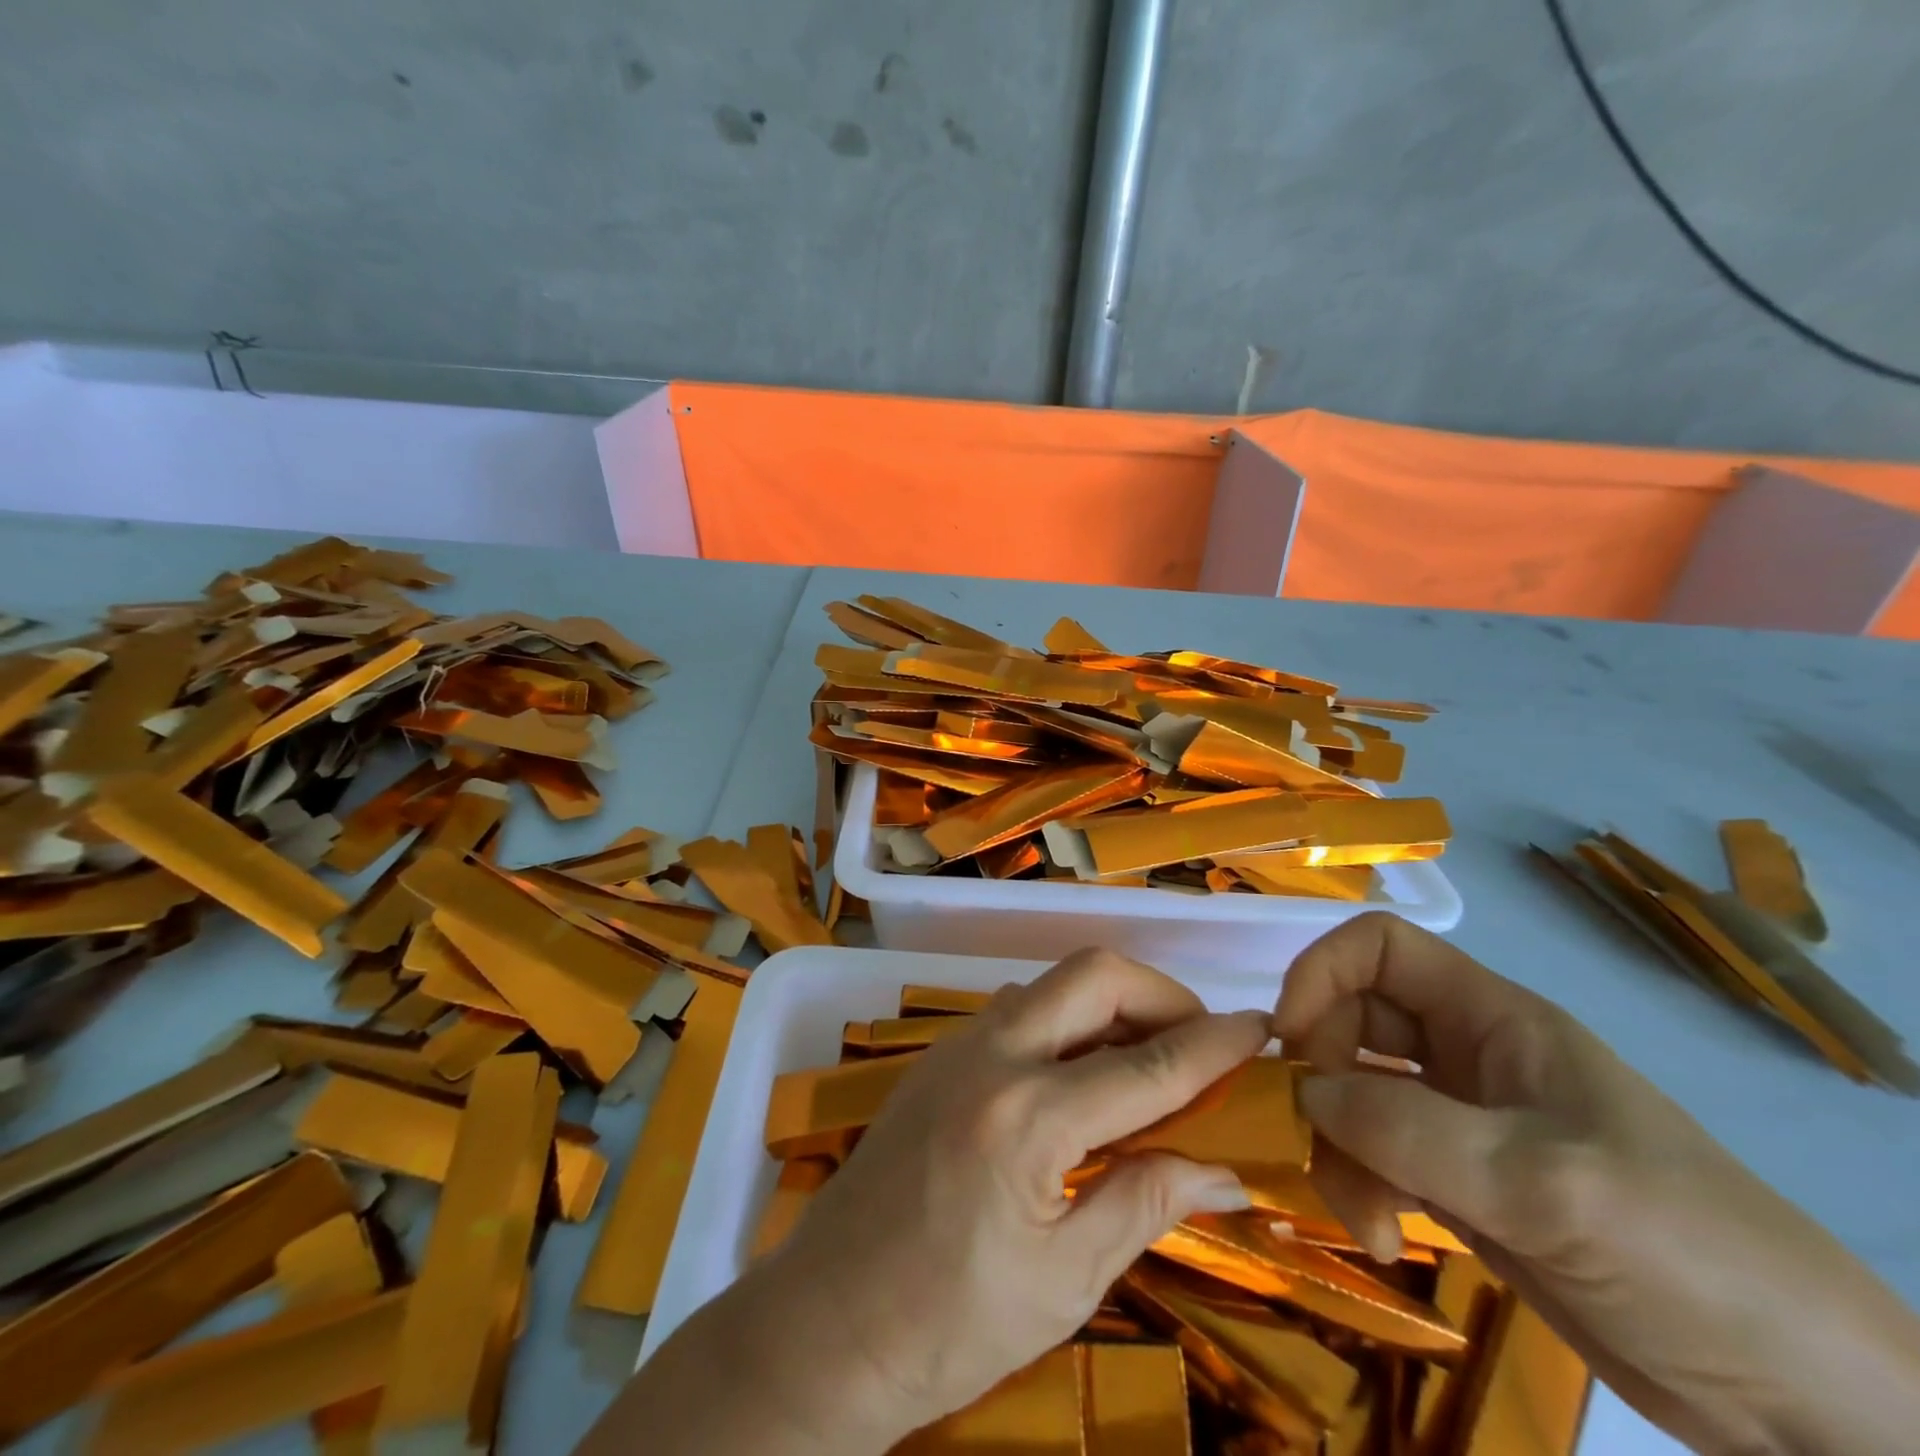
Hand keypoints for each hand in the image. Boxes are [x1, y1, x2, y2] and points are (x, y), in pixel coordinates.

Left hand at [582, 948, 1269, 1455]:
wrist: (824, 1324)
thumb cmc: (948, 1327)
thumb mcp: (1063, 1280)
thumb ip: (1144, 1203)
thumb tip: (1222, 1167)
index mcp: (1028, 1119)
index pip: (1146, 1065)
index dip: (1212, 1044)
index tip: (1258, 1029)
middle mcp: (991, 1057)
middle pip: (1092, 975)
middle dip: (1159, 993)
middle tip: (1199, 1040)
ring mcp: (956, 1048)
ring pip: (1051, 985)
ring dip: (1109, 1004)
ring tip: (1148, 1059)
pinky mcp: (936, 1057)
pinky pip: (1017, 1010)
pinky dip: (1065, 1021)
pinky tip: (1083, 1075)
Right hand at [1274, 912, 1919, 1455]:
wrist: (1805, 1403)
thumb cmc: (1687, 1252)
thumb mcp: (1542, 1182)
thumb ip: (1408, 1128)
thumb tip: (1305, 1093)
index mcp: (1492, 1020)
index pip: (1379, 948)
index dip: (1320, 972)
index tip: (1288, 1038)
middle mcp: (1467, 1056)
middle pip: (1351, 1023)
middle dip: (1322, 1077)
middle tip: (1317, 1141)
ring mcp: (1461, 1121)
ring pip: (1355, 1095)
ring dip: (1338, 1147)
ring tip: (1364, 1219)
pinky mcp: (1460, 1184)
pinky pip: (1375, 1154)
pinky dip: (1358, 1184)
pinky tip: (1380, 1235)